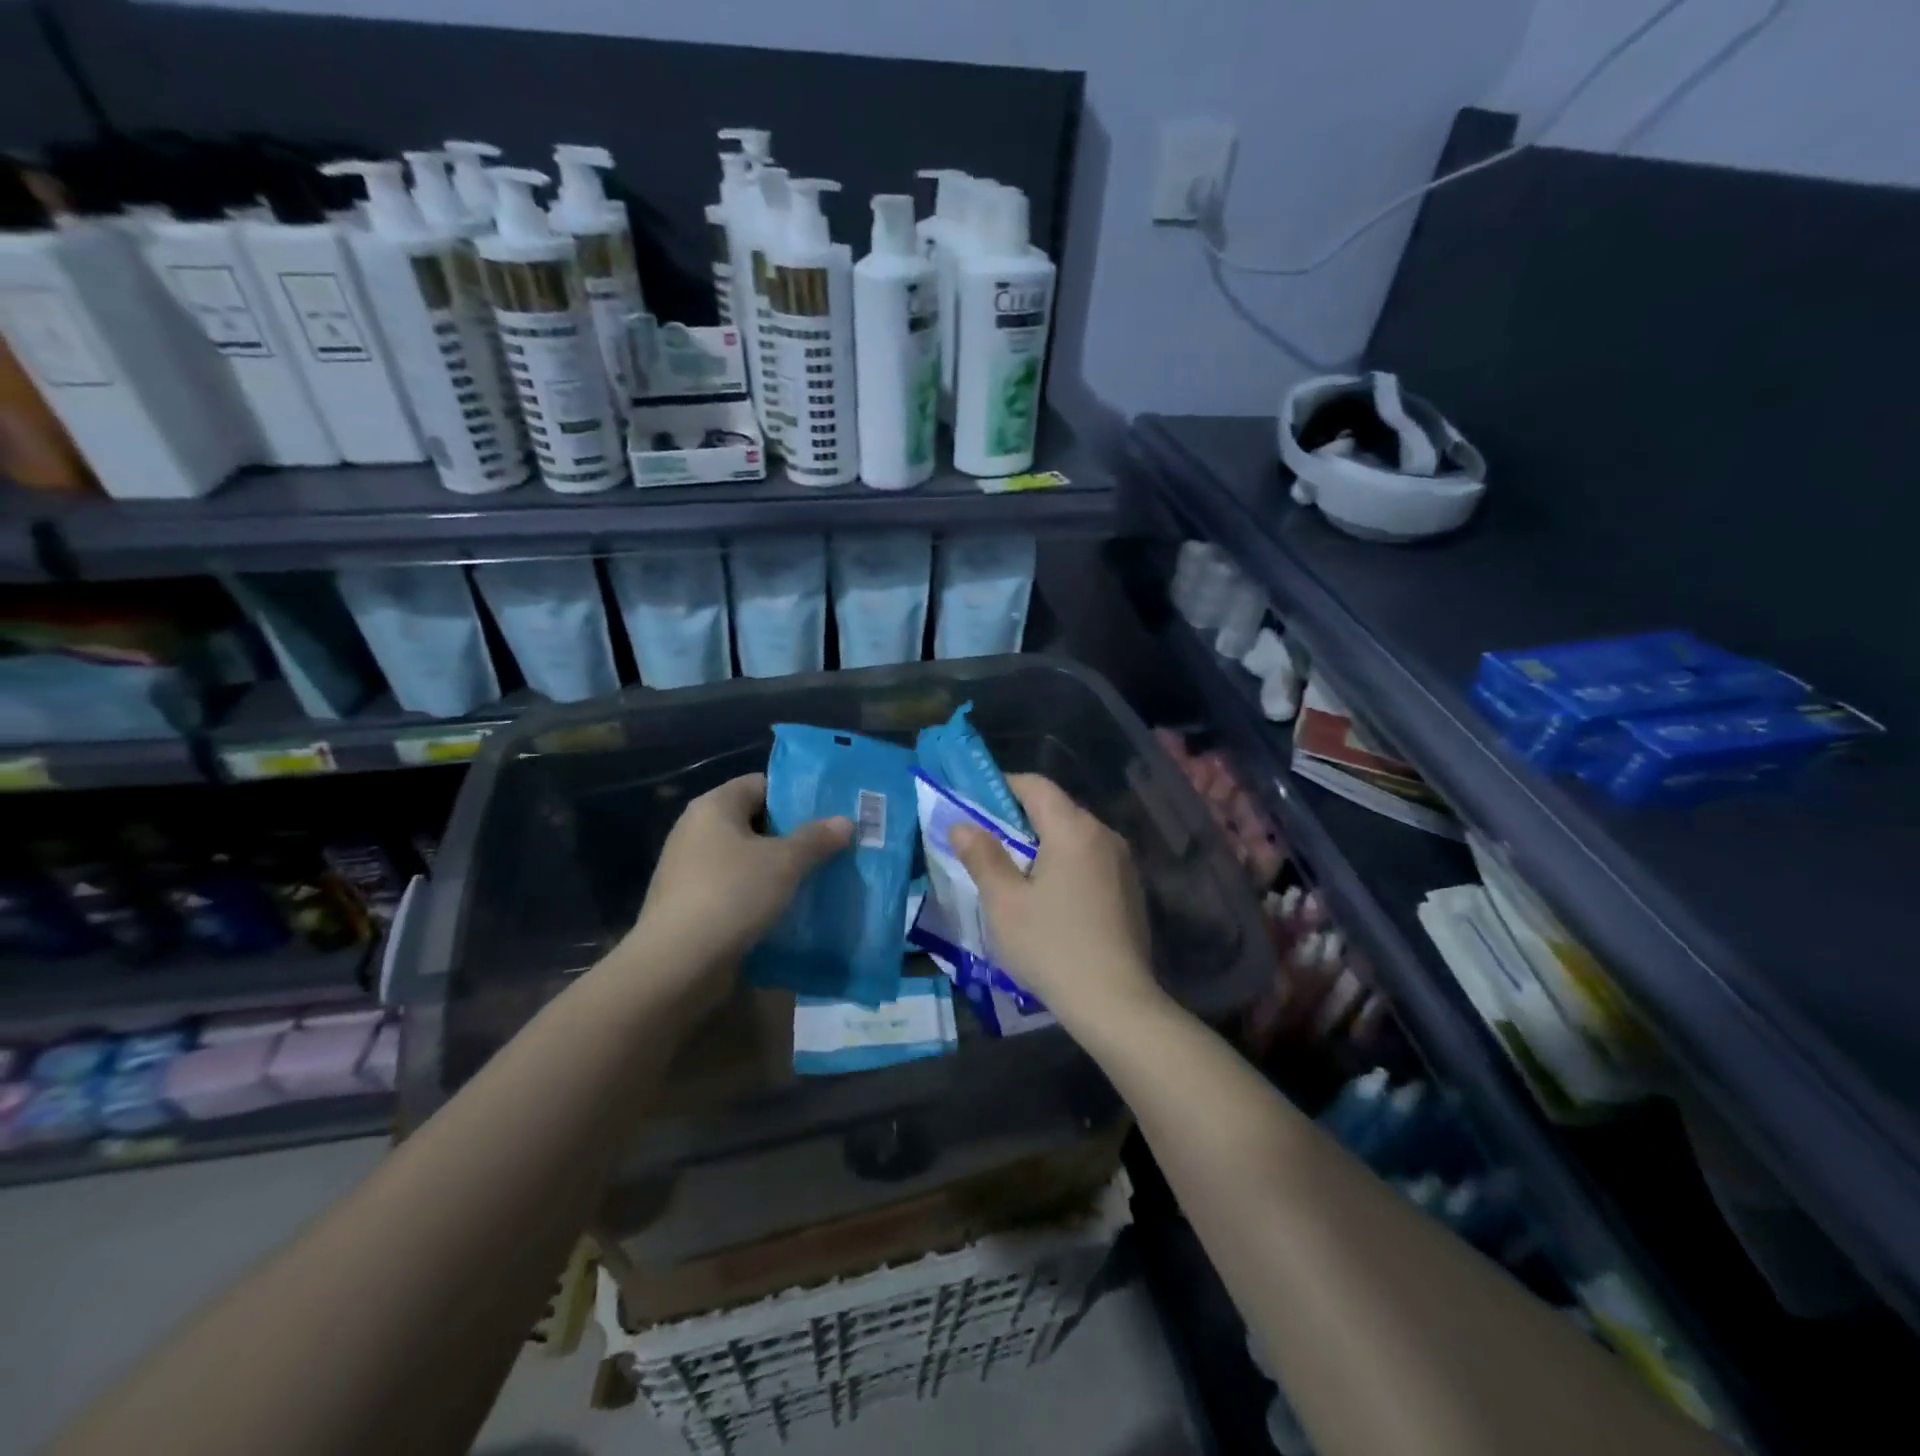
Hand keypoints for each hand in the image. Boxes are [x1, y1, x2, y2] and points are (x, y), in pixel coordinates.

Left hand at [615, 773, 851, 1010]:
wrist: (677, 965)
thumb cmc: (732, 895)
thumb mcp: (784, 862)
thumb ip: (816, 838)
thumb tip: (845, 821)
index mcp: (713, 807)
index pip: (760, 784)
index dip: (795, 796)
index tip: (829, 812)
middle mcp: (697, 831)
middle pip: (755, 822)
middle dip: (793, 834)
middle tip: (833, 846)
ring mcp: (691, 870)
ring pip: (747, 859)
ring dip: (779, 868)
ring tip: (820, 877)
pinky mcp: (692, 905)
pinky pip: (736, 888)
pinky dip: (761, 894)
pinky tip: (790, 908)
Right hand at [950, 774, 1160, 1028]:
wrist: (1116, 1002)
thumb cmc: (1052, 947)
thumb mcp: (1004, 903)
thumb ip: (982, 857)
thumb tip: (962, 825)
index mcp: (1074, 829)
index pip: (1035, 786)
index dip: (1002, 786)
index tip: (973, 803)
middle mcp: (1104, 835)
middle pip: (1056, 809)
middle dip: (1018, 818)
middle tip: (985, 842)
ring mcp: (1123, 863)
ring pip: (1074, 837)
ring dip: (1042, 843)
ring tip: (1012, 872)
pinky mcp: (1130, 890)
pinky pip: (1090, 861)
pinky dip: (1064, 864)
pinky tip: (1049, 898)